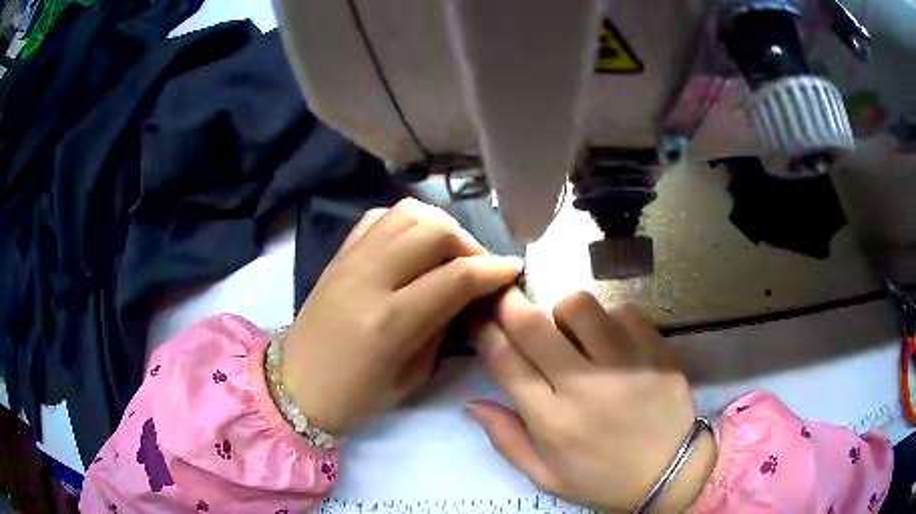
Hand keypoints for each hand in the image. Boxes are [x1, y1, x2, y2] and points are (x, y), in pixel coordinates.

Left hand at [282, 199, 522, 435]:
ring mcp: (349, 260)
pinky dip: (407, 222)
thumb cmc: (355, 396)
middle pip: (433, 230)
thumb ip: (443, 328)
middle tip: (478, 268)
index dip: (494, 269)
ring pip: (407, 213)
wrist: (295, 385)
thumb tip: (468, 296)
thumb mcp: (412, 375)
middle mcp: (368, 279)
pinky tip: (414, 246)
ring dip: (440, 226)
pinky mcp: (338, 254)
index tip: (513, 271)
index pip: (456, 277)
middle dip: (469, 243)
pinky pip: (379, 217)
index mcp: (389, 322)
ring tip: (449, 253)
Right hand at [471, 290, 715, 512]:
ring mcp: (624, 363)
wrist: (671, 472)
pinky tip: (611, 338)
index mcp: (552, 420)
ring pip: (579, 306)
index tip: (480, 318)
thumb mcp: (546, 477)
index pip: (505, 362)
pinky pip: (622, 310)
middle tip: (506, 298)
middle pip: (534, 325)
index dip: (484, 332)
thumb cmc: (603, 480)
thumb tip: (473, 404)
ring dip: (563, 311)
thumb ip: (507, 441)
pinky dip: (608, 317)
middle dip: (510, 304)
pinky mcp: (655, 350)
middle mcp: (584, 386)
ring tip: (569, 329)